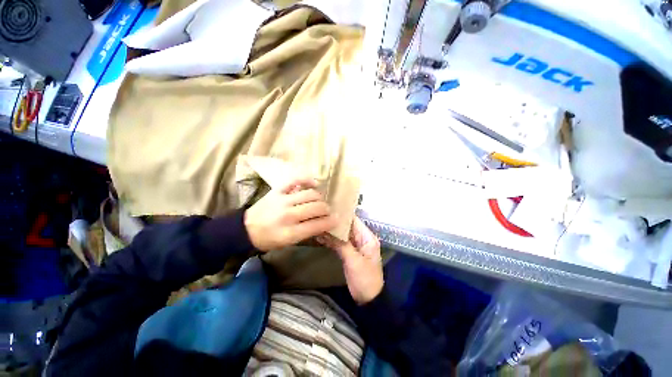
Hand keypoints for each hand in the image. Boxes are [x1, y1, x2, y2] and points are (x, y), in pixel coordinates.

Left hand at [244, 177, 337, 251]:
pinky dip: (307, 180)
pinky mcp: (278, 191)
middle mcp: (288, 215)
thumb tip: (323, 224)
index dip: (330, 222)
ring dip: (319, 198)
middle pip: (316, 208)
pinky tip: (313, 183)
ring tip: (320, 201)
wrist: (245, 229)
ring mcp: (283, 200)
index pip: (317, 225)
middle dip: (326, 210)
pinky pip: (296, 181)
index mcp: (290, 233)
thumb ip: (306, 233)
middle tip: (327, 211)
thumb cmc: (269, 239)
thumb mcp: (288, 243)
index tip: (337, 220)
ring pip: (310, 195)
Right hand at [317, 217, 383, 304]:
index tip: (330, 207)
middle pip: (347, 227)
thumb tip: (327, 231)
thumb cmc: (365, 278)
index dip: (343, 214)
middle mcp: (361, 239)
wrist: (369, 300)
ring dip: (331, 232)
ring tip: (317, 224)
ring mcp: (354, 246)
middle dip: (335, 222)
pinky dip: (331, 241)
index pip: (354, 220)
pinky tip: (321, 237)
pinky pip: (339, 244)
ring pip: (342, 235)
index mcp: (367, 237)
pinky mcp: (349, 254)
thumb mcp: (354, 261)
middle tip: (320, 215)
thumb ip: (341, 244)